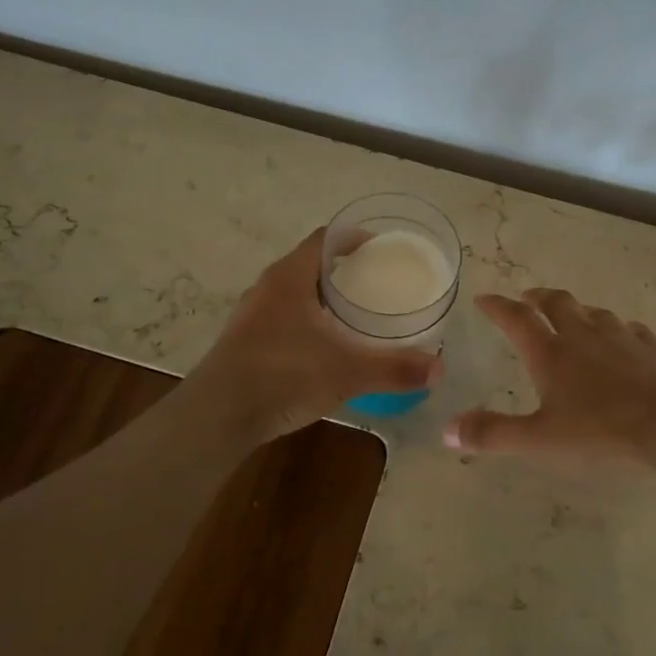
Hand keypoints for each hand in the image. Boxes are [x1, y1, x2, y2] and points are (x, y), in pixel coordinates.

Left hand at [190, 228, 442, 443]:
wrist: (217, 417)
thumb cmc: (282, 376)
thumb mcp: (346, 371)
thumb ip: (393, 368)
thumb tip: (438, 369)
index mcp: (289, 276)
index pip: (325, 239)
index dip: (355, 238)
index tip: (383, 250)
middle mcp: (267, 287)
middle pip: (310, 264)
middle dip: (345, 271)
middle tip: (378, 284)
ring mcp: (252, 315)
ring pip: (295, 294)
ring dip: (324, 299)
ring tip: (357, 315)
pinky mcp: (245, 342)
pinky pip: (284, 319)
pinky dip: (309, 323)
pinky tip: (326, 348)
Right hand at [446, 289, 655, 466]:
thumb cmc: (605, 431)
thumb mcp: (542, 440)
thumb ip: (494, 434)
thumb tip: (446, 431)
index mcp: (552, 353)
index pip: (516, 319)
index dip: (497, 307)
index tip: (484, 298)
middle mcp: (584, 336)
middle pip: (557, 303)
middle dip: (537, 298)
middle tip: (527, 297)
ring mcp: (623, 338)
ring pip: (594, 312)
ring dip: (577, 310)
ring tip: (572, 316)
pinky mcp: (654, 348)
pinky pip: (629, 329)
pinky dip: (617, 329)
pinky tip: (624, 339)